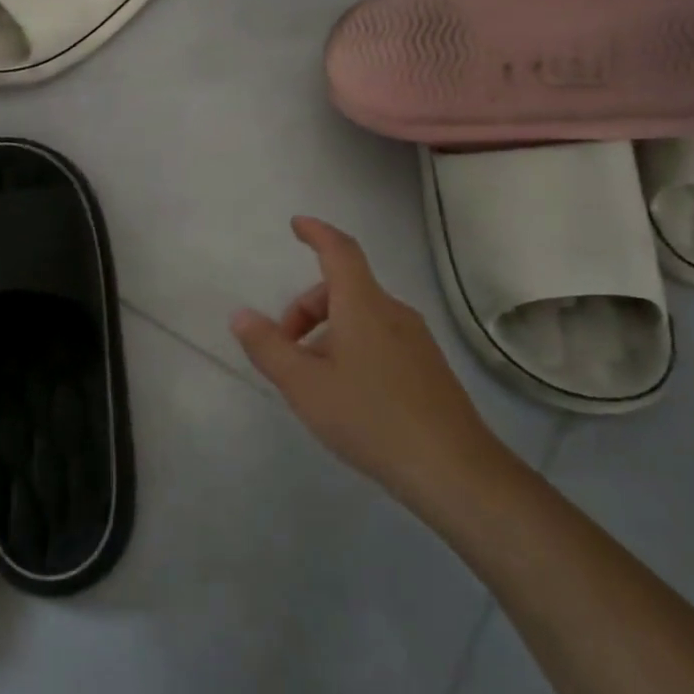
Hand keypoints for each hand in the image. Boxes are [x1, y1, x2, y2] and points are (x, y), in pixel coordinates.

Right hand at [230, 217, 497, 520]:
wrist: (453, 469)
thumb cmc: (370, 417)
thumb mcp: (304, 385)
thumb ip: (268, 347)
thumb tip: (241, 315)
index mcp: (363, 304)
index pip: (339, 250)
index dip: (317, 233)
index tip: (297, 224)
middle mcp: (393, 312)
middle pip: (343, 289)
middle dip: (307, 309)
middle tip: (284, 350)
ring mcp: (416, 339)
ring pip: (361, 317)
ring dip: (328, 333)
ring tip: (313, 380)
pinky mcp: (428, 367)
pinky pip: (380, 339)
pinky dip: (353, 348)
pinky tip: (348, 395)